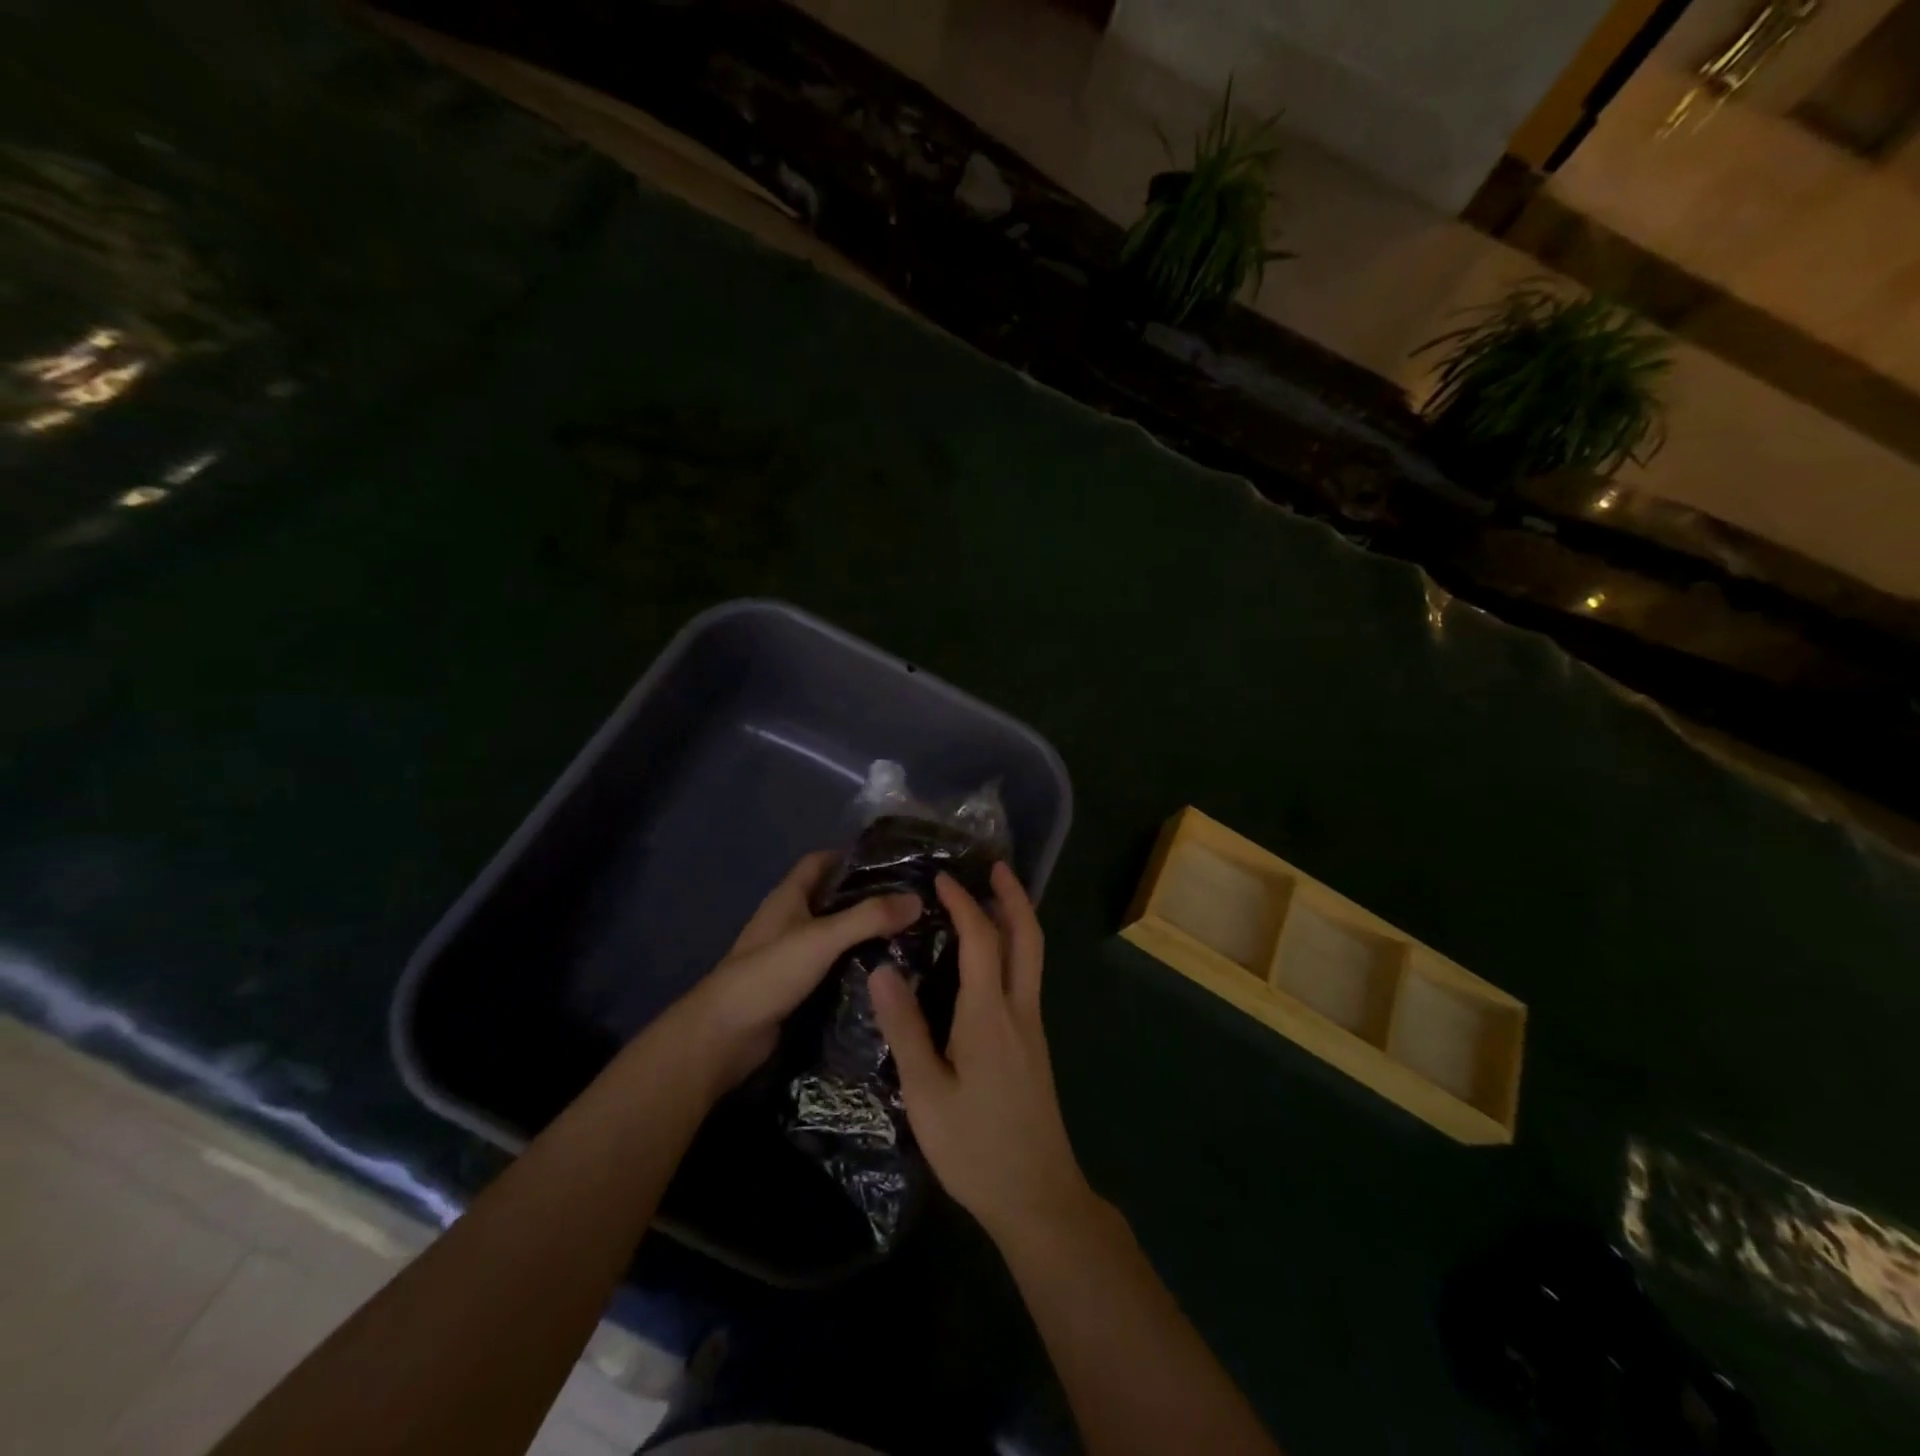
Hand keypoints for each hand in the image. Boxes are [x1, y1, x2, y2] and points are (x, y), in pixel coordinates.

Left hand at [670, 851, 920, 1092]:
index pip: (819, 862)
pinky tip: (881, 973)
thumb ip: (868, 918)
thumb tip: (918, 899)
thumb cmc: (769, 974)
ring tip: (906, 935)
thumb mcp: (822, 939)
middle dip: (864, 897)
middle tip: (908, 902)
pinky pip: (829, 967)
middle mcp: (787, 921)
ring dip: (861, 934)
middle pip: (829, 898)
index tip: (890, 861)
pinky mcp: (793, 987)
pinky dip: (852, 965)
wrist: (723, 1036)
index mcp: (787, 898)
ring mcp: (788, 955)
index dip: (849, 856)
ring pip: (831, 935)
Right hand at [870, 861, 1098, 1248]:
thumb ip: (905, 1029)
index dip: (964, 902)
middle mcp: (1019, 1010)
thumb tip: (883, 970)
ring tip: (991, 900)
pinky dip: (1013, 950)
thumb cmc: (976, 1146)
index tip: (942, 878)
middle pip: (1027, 937)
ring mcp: (1033, 1028)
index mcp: (990, 1014)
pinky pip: (1026, 978)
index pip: (982, 938)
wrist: (1038, 1197)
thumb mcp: (926, 1093)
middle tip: (995, 866)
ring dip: (1017, 920)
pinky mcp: (1034, 1046)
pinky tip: (988, 961)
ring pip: (1032, 956)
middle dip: (1014, 896)